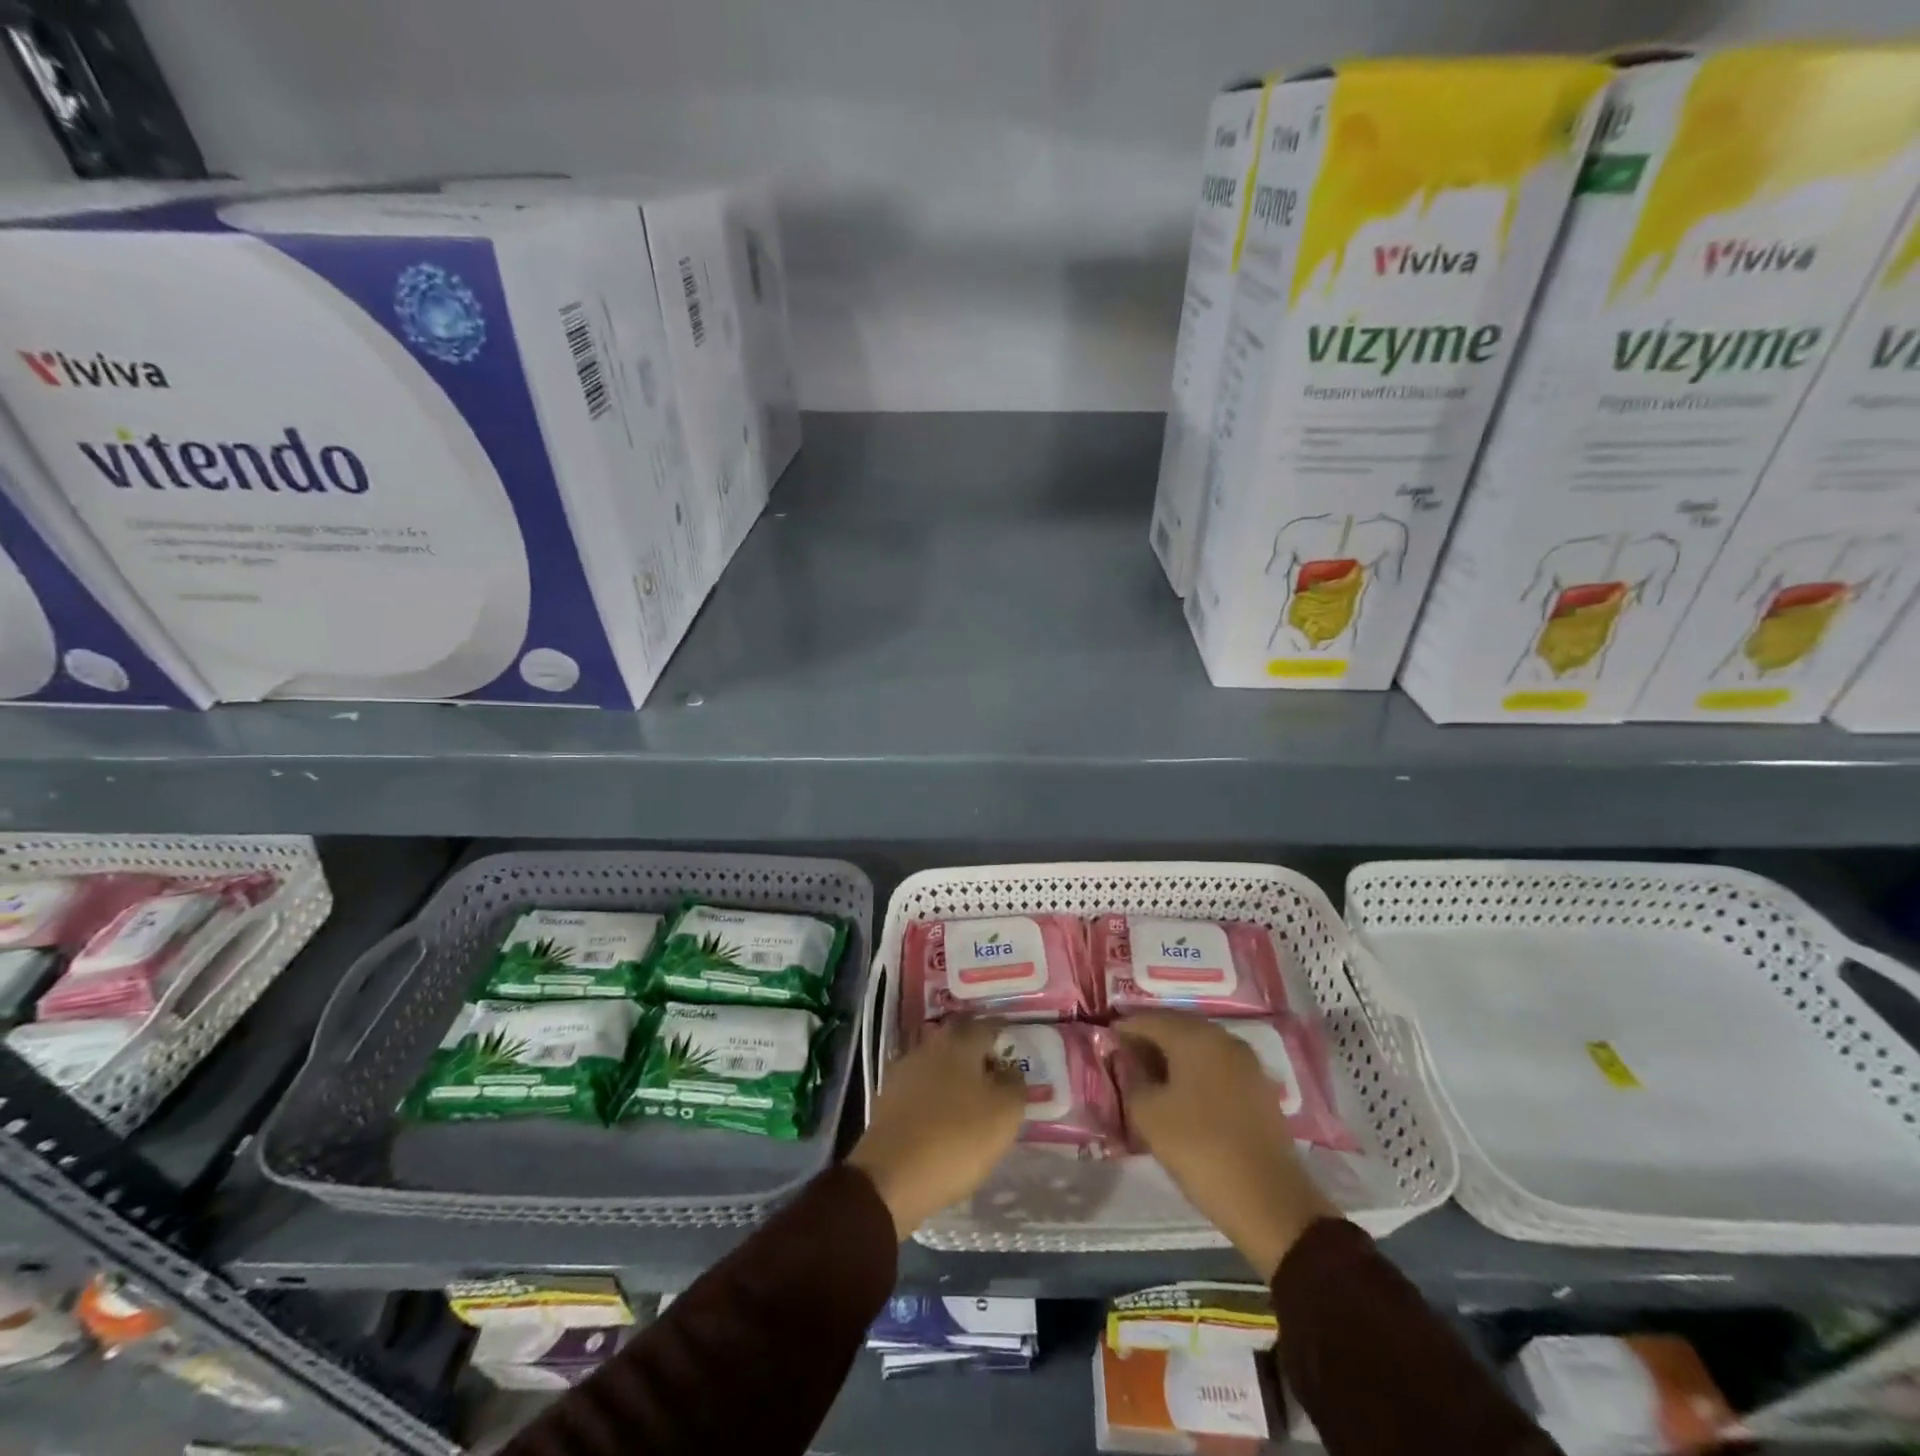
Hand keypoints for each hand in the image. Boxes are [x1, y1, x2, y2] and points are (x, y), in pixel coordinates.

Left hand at [848, 1018, 1025, 1238]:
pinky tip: (944, 1111)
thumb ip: (1014, 1085)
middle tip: (994, 1065)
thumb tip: (1010, 1069)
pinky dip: (935, 1091)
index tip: (1013, 1041)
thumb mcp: (1004, 1115)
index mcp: (959, 1042)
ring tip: (971, 1092)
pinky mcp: (888, 1097)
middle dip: (975, 1047)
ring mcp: (904, 1070)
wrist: (891, 1176)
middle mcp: (929, 1046)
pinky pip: (920, 1084)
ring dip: (954, 1070)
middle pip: (957, 1038)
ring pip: (937, 1060)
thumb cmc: (956, 1139)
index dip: (1001, 1031)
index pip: (986, 1025)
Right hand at [1114, 1012, 1336, 1279]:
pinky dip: (1195, 1070)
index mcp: (1193, 1036)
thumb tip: (1124, 1057)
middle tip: (1124, 1058)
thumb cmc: (1199, 1149)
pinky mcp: (1258, 1086)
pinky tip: (1182, 1093)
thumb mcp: (1148, 1115)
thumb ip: (1130, 1077)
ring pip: (1198, 1045)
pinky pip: (1217, 1065)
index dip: (1123, 1028)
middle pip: (1176, 1026)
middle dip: (1148, 1038)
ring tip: (1150, 1077)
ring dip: (1173, 1055)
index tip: (1104, 1042)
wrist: (1270, 1200)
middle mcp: (1221, 1037)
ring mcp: (1245, 1061)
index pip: (1148, 1019)